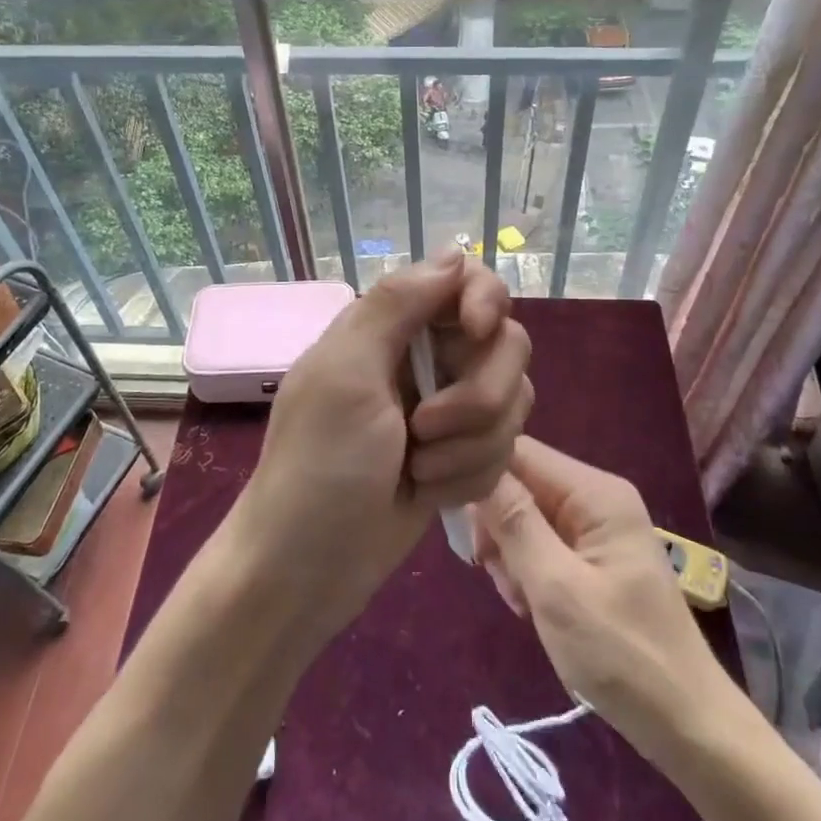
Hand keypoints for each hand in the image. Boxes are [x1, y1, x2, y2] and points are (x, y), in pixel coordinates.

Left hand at [230, 249, 532, 643]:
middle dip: (477, 398)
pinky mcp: (463, 455)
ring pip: (512, 401)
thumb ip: (397, 304)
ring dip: (471, 445)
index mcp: (391, 326)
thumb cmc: (319, 464)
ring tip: (420, 471)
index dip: (484, 300)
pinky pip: (504, 449)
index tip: (477, 332)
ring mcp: (449, 409)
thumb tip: (456, 252)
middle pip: (504, 345)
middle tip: (423, 431)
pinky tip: (429, 493)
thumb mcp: (346, 373)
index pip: (466, 281)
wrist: (309, 569)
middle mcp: (426, 358)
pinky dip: (470, 475)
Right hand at [473, 435, 742, 761]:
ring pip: (525, 517)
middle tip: (496, 573)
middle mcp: (596, 498)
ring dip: (511, 556)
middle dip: (498, 527)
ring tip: (522, 600)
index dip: (482, 476)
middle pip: (520, 484)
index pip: (519, 452)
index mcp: (595, 493)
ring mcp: (595, 528)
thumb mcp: (557, 589)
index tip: (463, 525)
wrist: (687, 726)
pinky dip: (528, 572)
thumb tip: (476, 467)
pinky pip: (541, 545)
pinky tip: (532, 607)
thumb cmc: (622, 656)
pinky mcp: (592, 557)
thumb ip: (515, 523)